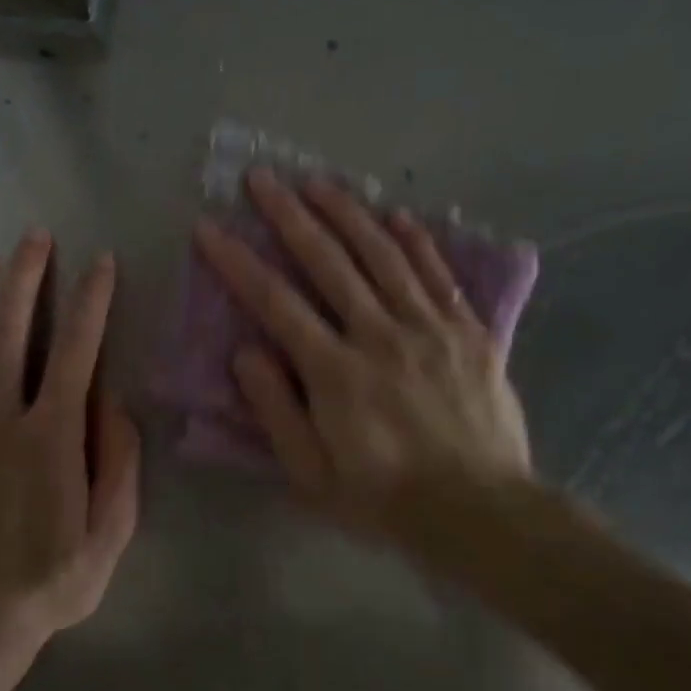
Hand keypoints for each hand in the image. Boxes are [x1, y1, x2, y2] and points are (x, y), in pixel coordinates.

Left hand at [0, 232, 140, 690]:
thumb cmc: (45, 586)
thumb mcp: (109, 537)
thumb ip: (119, 464)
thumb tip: (113, 400)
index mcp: (50, 438)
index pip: (76, 350)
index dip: (90, 300)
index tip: (100, 262)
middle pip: (8, 331)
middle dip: (25, 277)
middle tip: (33, 236)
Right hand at [195, 170, 531, 559]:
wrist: (480, 513)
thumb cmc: (385, 500)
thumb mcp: (311, 475)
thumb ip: (276, 411)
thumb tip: (246, 352)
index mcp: (335, 373)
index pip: (276, 303)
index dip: (238, 262)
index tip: (210, 228)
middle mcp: (380, 336)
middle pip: (329, 262)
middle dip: (289, 216)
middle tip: (262, 178)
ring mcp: (429, 328)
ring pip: (383, 256)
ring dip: (348, 213)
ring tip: (318, 181)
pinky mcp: (469, 332)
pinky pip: (439, 275)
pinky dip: (418, 241)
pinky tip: (398, 215)